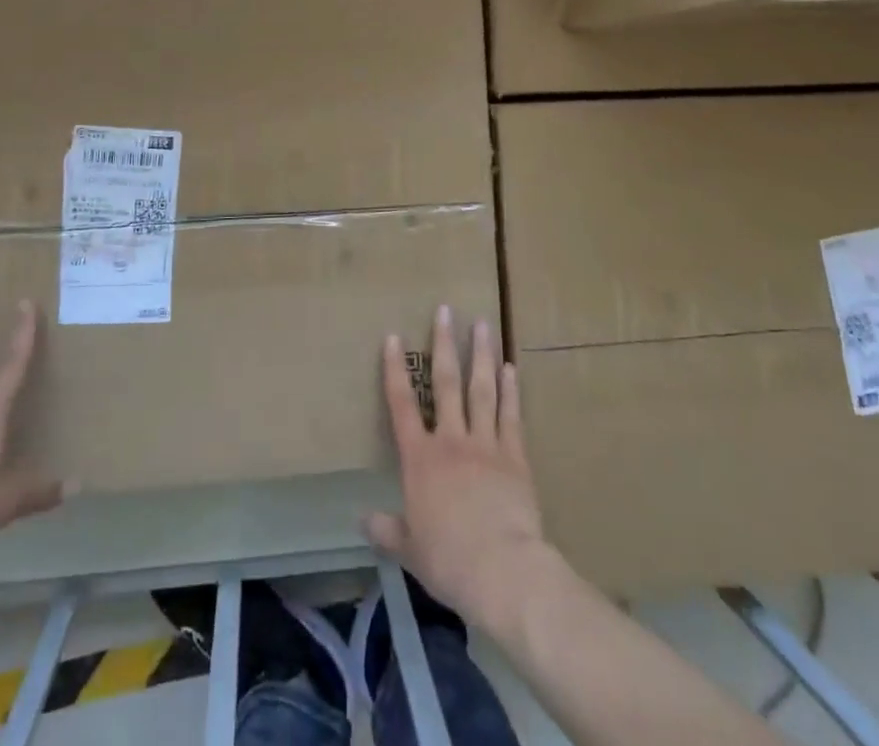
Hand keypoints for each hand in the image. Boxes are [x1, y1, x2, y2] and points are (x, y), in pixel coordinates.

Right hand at [367, 305, 559, 634]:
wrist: (501, 568)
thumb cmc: (448, 559)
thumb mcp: (410, 549)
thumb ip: (388, 531)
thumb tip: (363, 521)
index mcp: (420, 459)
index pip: (401, 404)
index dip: (395, 369)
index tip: (393, 336)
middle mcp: (451, 440)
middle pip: (446, 383)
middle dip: (444, 344)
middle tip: (446, 310)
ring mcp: (485, 444)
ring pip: (481, 389)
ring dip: (481, 354)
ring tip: (482, 324)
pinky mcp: (515, 456)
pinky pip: (510, 415)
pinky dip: (510, 390)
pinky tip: (510, 368)